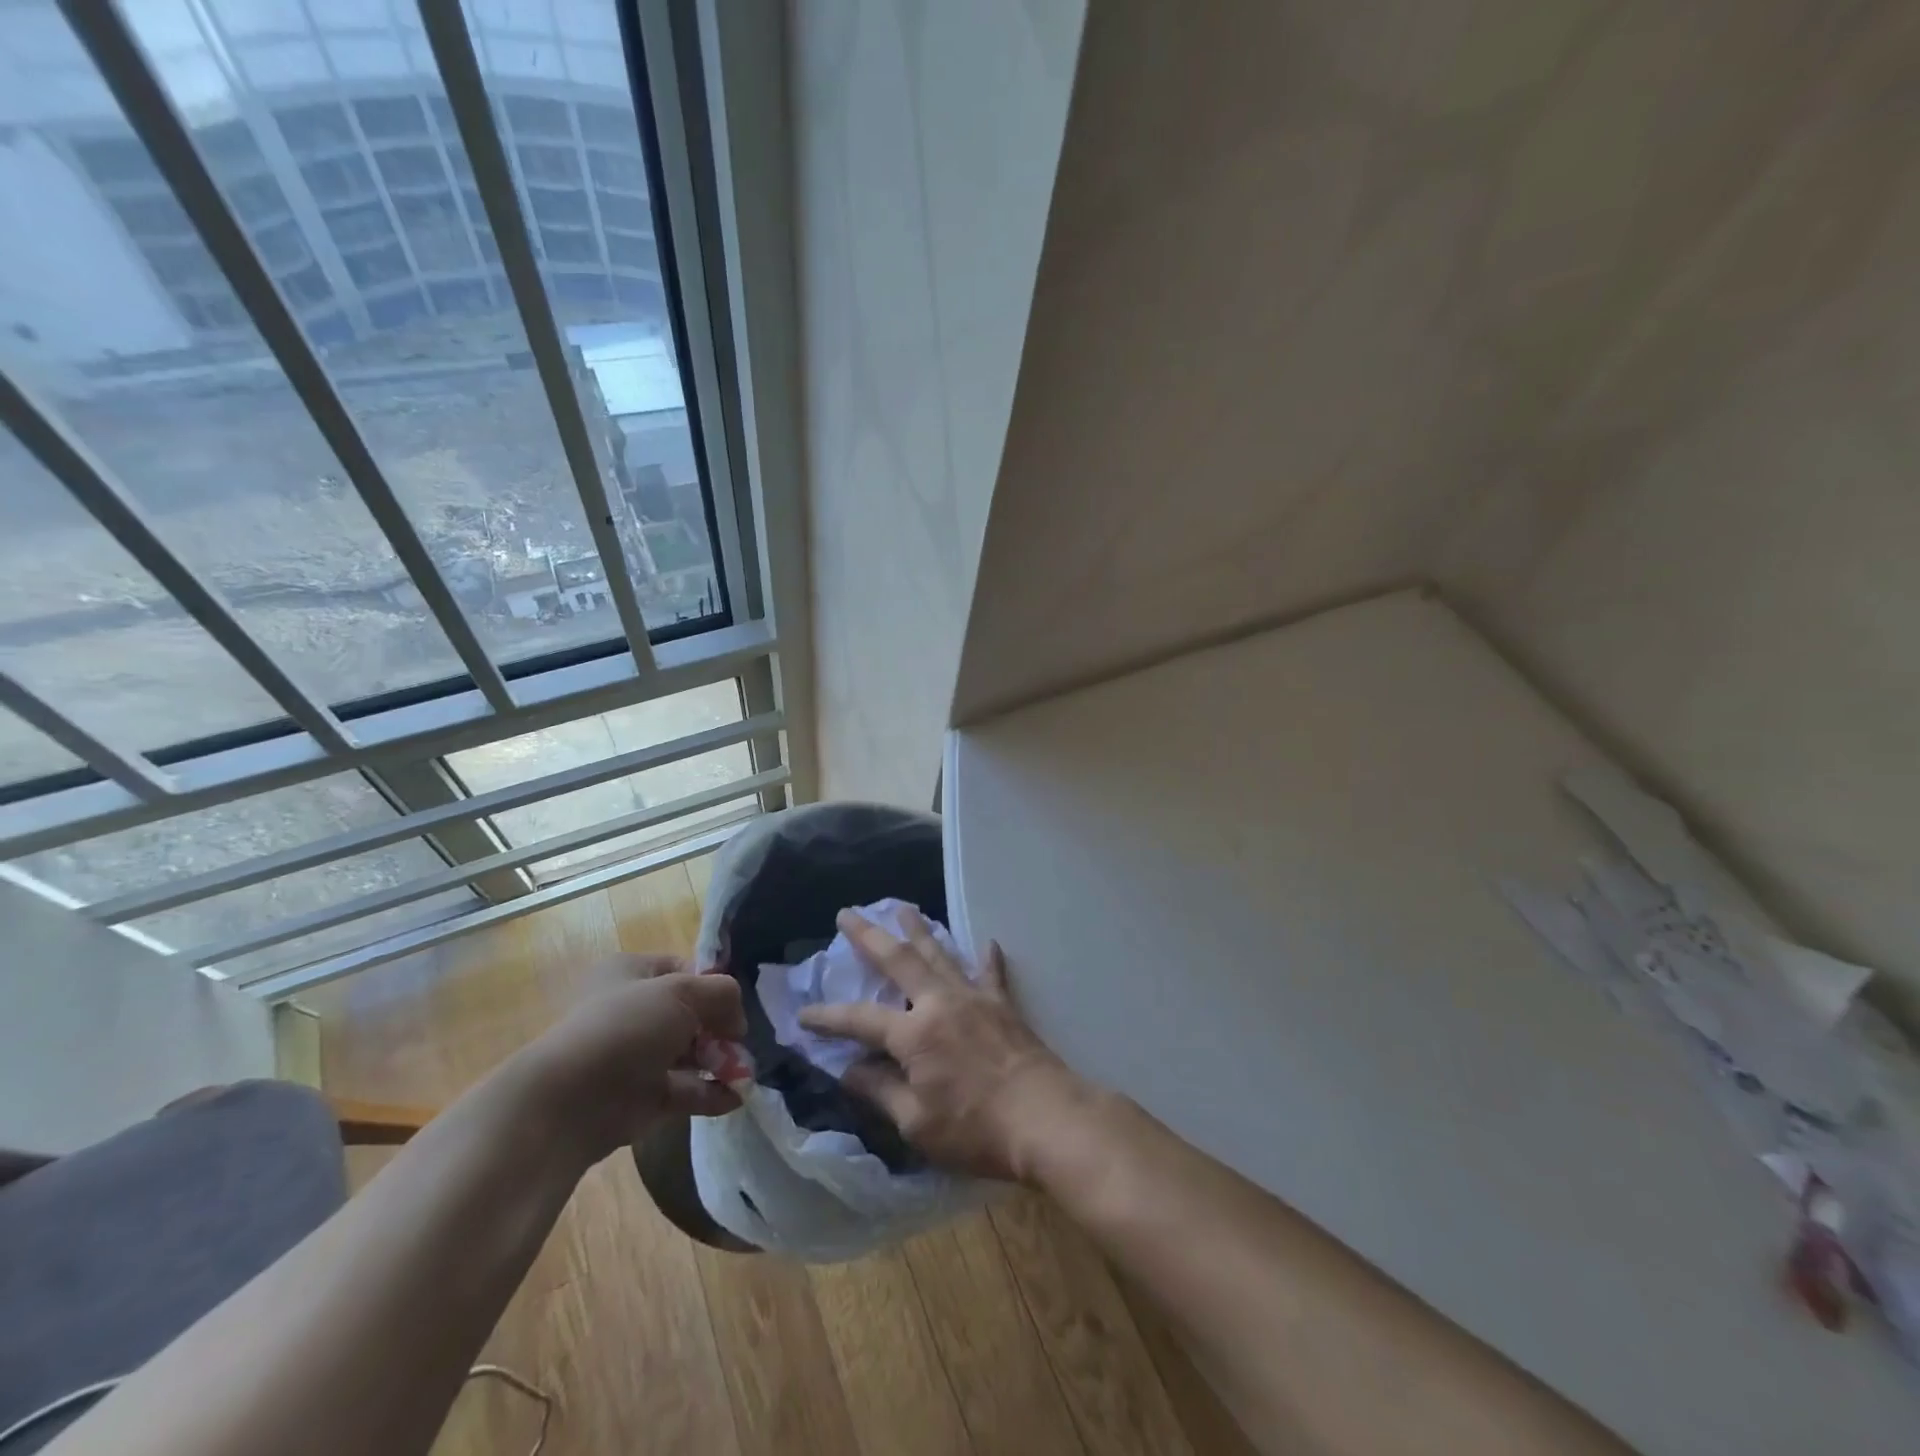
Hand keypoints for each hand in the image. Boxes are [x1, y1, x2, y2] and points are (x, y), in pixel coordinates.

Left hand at [516, 955, 746, 1160]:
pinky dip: (712, 1092)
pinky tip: (737, 1096)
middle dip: (721, 1027)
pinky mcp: (641, 1097)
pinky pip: (685, 1090)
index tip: (735, 1003)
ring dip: (722, 1061)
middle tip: (742, 1042)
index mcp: (631, 973)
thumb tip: (737, 1019)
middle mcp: (632, 1011)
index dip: (713, 983)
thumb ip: (722, 994)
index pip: (684, 969)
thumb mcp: (683, 992)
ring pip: (690, 1053)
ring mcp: (636, 1056)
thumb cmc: (626, 1028)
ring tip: (746, 1072)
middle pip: (691, 1013)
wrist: (569, 1103)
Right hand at [797, 907, 1088, 1181]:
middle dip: (869, 936)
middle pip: (898, 961)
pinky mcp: (1003, 1005)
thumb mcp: (917, 1123)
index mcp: (913, 1034)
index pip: (860, 1020)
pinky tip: (987, 942)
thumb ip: (881, 1092)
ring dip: (919, 930)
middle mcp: (940, 1003)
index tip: (803, 1015)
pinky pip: (992, 974)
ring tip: (904, 908)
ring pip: (941, 954)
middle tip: (847, 914)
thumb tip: (848, 1070)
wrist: (1045, 1118)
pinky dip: (987, 958)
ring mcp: (974, 998)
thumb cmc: (975, 1129)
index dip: (828, 1018)